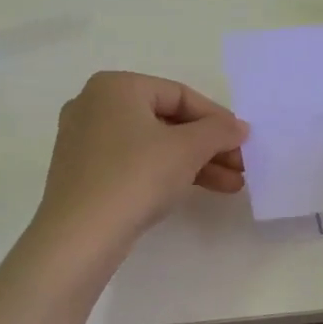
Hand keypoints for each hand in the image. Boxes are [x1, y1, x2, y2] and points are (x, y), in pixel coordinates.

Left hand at [32, 71, 248, 260]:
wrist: (80, 237)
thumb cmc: (135, 176)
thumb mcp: (186, 149)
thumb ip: (218, 131)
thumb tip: (238, 127)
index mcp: (116, 86)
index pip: (179, 94)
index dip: (216, 118)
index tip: (243, 140)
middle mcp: (95, 105)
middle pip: (166, 120)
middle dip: (207, 145)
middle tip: (240, 165)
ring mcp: (84, 140)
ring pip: (152, 144)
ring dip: (193, 162)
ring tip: (231, 185)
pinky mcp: (83, 173)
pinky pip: (133, 162)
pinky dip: (165, 172)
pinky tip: (195, 190)